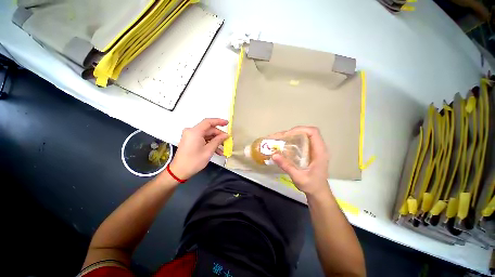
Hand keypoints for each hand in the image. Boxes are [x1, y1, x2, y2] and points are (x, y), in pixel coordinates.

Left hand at [168, 118, 228, 179]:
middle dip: (218, 135)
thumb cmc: (194, 161)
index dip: (219, 121)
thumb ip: (218, 141)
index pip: (208, 122)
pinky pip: (202, 139)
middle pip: (208, 129)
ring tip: (223, 148)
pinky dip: (210, 143)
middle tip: (227, 141)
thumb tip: (225, 135)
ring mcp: (190, 136)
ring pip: (206, 135)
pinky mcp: (190, 140)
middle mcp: (191, 131)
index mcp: (195, 132)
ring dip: (215, 141)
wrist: (179, 171)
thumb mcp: (208, 151)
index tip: (227, 123)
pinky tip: (217, 150)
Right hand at [272, 126, 329, 195]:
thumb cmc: (311, 185)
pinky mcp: (309, 151)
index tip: (287, 135)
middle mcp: (318, 147)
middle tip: (278, 137)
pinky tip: (283, 145)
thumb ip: (286, 166)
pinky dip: (291, 140)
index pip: (313, 132)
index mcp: (319, 152)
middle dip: (291, 132)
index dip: (300, 129)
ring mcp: (314, 149)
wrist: (318, 192)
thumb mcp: (298, 177)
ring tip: (278, 139)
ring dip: (290, 135)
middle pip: (306, 132)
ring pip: (302, 135)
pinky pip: (300, 141)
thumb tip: (273, 155)